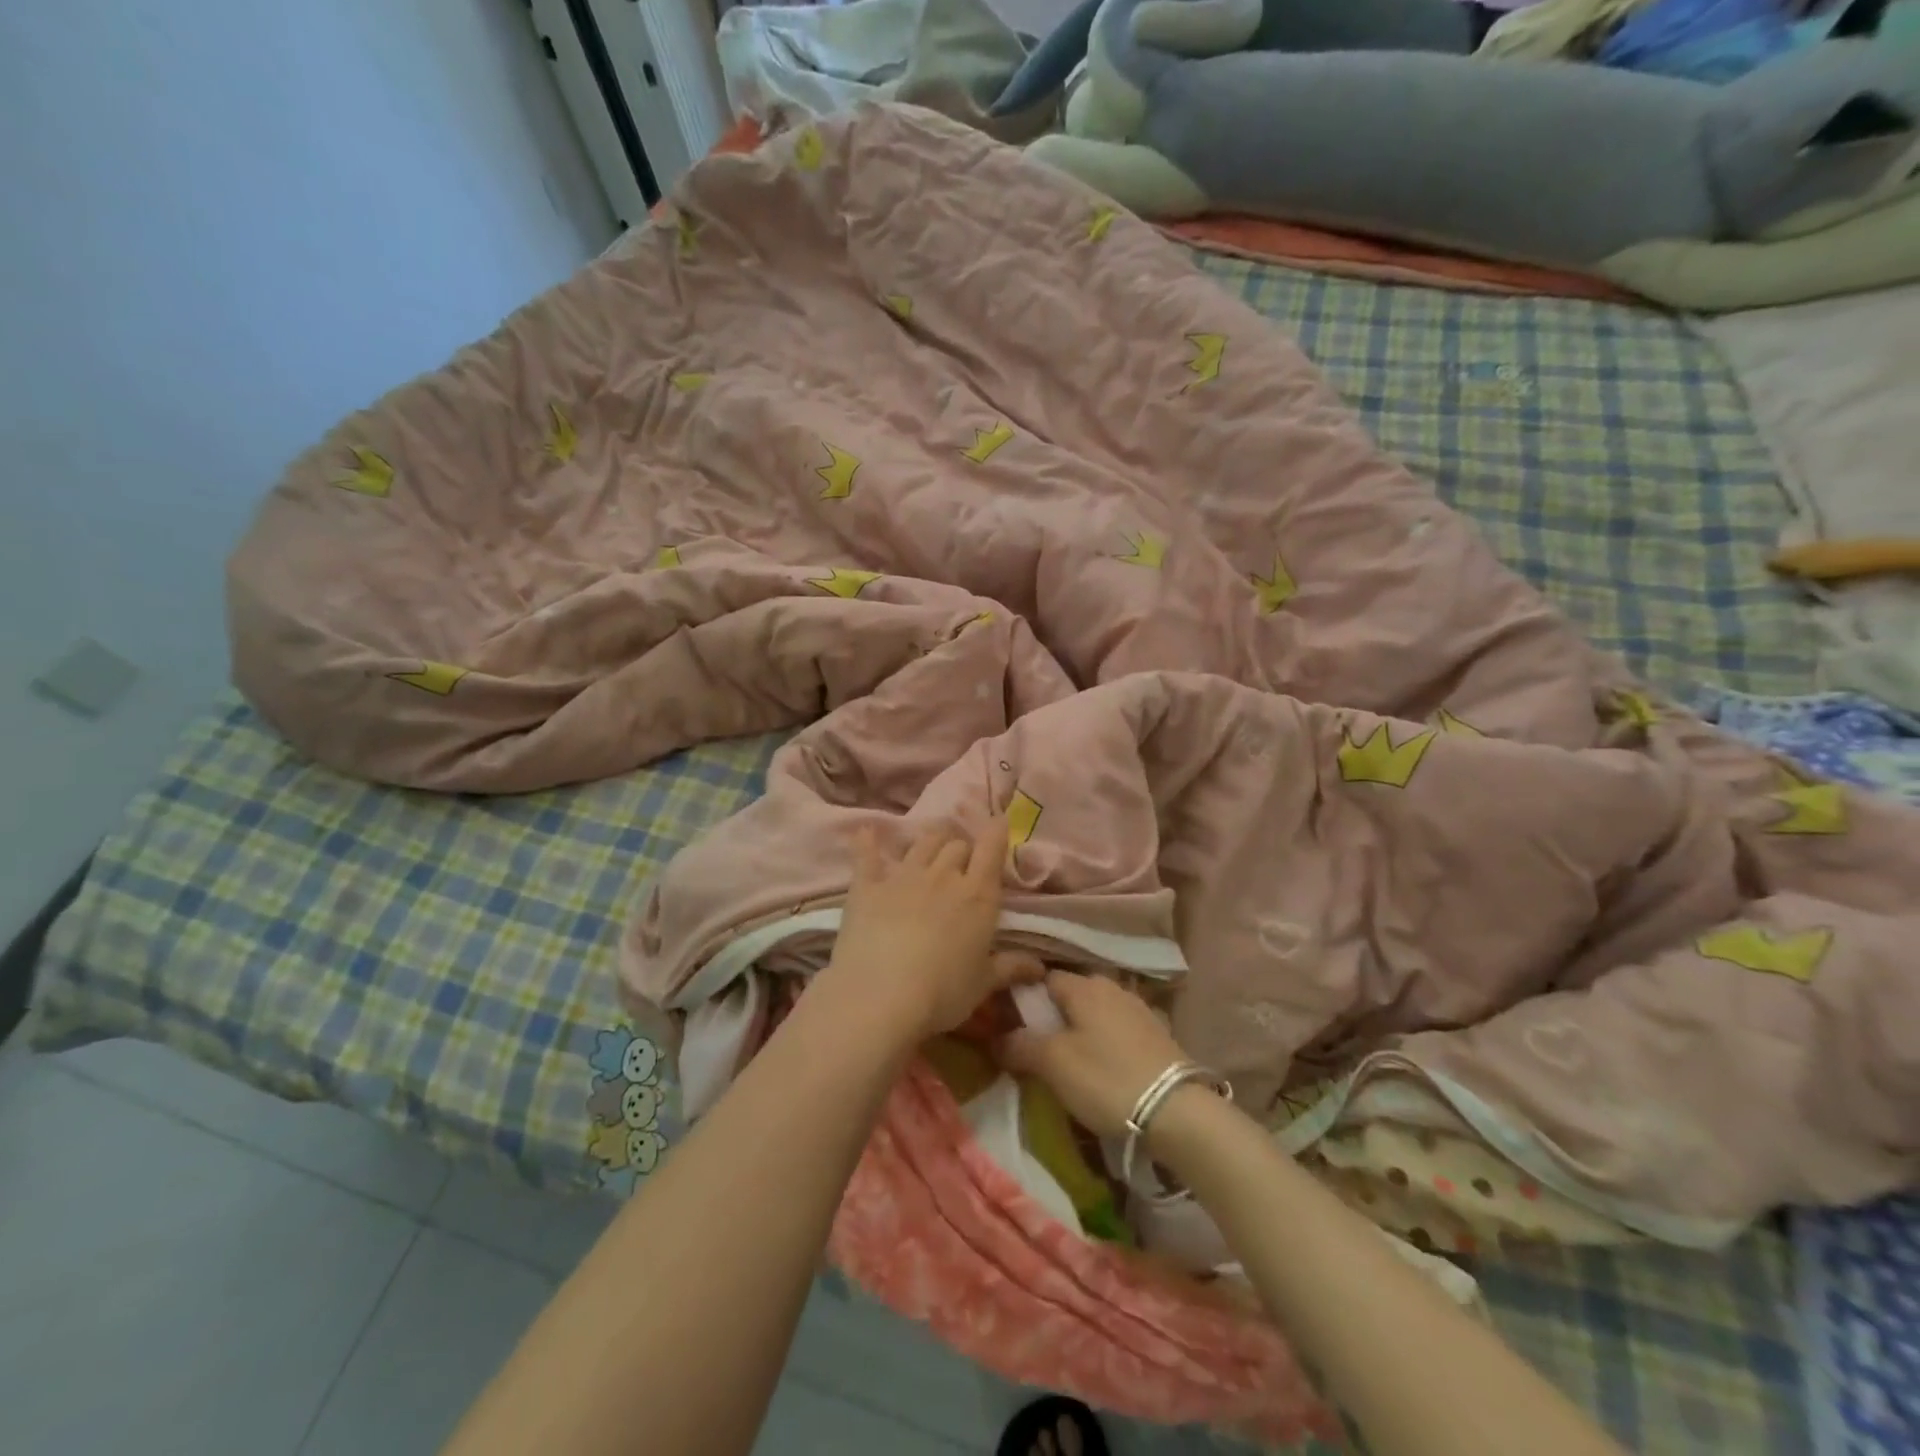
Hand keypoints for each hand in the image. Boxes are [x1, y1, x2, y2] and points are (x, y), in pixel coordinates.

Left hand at [820, 818, 1038, 1044]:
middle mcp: (942, 875)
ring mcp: (903, 877)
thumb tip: (1040, 968)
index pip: (991, 849)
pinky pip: (867, 855)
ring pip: (921, 844)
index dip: (997, 832)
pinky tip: (866, 832)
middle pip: (956, 845)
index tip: (1000, 822)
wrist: (880, 997)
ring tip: (931, 845)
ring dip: (930, 841)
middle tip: (962, 861)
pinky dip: (867, 842)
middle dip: (962, 848)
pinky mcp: (867, 886)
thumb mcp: (982, 984)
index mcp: (977, 895)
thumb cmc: (942, 993)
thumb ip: (1011, 968)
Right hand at [997, 971, 1189, 1138]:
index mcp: (1083, 986)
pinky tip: (1104, 1066)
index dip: (1024, 999)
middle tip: (1039, 1047)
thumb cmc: (1106, 1078)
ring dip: (1081, 1029)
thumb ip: (1020, 1045)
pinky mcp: (1157, 1033)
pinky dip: (1106, 1041)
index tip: (1013, 1025)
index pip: (1043, 978)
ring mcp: (1138, 1008)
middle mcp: (1111, 986)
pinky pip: (1118, 1029)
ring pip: (1096, 1012)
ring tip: (1070, 1060)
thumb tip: (997, 1037)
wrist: (1178, 1111)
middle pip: (1071, 994)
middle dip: (1054, 1015)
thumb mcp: (1053, 1064)